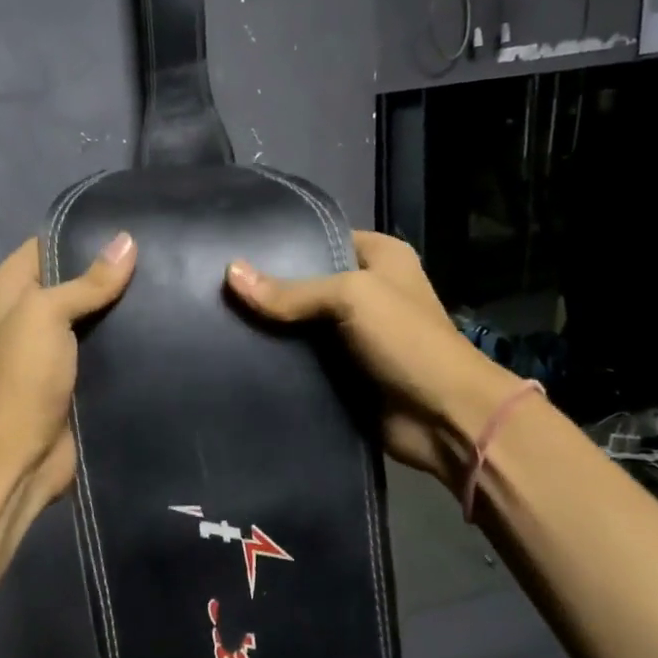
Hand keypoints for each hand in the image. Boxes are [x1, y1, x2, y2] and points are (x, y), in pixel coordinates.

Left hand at [0, 231, 137, 500]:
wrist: (24, 450)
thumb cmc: (27, 373)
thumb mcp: (49, 314)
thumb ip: (88, 280)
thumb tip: (127, 241)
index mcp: (9, 290)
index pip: (45, 245)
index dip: (80, 234)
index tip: (127, 227)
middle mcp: (28, 314)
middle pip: (73, 279)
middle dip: (109, 271)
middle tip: (157, 255)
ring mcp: (53, 347)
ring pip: (93, 314)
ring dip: (121, 306)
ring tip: (166, 284)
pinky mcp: (76, 374)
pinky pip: (104, 345)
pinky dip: (126, 338)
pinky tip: (160, 324)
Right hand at [225, 231, 517, 492]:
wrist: (443, 418)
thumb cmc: (406, 342)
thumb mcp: (352, 298)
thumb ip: (291, 290)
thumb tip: (230, 272)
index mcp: (380, 258)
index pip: (321, 239)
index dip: (282, 245)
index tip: (234, 250)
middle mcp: (366, 292)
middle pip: (305, 284)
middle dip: (267, 289)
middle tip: (214, 288)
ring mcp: (353, 335)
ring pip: (298, 324)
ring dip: (267, 328)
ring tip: (215, 319)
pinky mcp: (342, 373)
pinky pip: (301, 360)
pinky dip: (277, 360)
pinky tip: (237, 356)